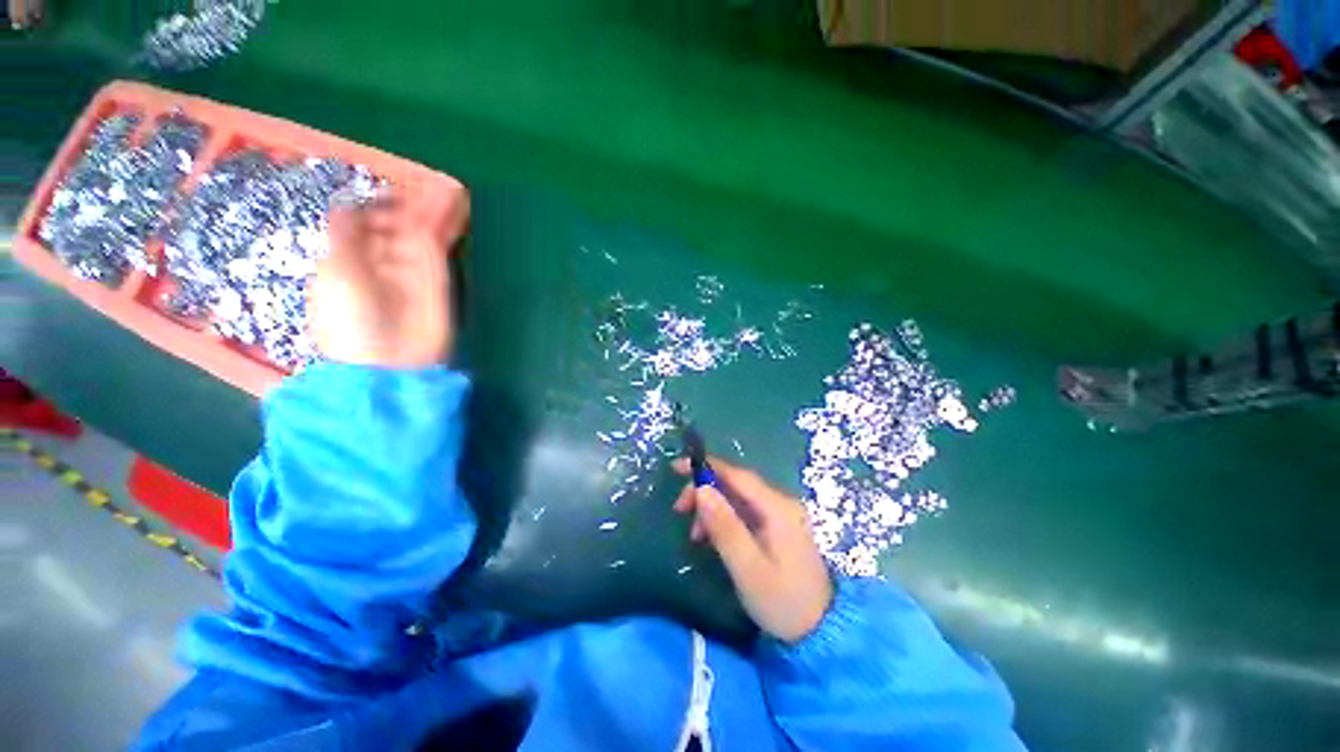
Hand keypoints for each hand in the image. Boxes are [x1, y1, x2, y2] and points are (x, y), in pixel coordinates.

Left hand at [308, 199, 452, 367]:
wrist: (388, 362)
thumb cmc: (348, 319)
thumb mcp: (335, 271)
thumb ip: (345, 234)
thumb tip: (350, 204)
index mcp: (351, 258)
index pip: (368, 222)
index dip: (381, 203)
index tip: (395, 187)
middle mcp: (384, 260)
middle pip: (400, 223)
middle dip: (414, 201)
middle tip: (432, 180)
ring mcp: (413, 269)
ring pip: (423, 230)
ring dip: (435, 208)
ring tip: (450, 185)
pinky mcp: (438, 279)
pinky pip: (440, 244)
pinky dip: (448, 225)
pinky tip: (456, 205)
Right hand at [674, 457, 833, 643]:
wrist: (820, 631)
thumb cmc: (782, 602)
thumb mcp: (747, 568)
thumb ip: (724, 527)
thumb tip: (701, 489)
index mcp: (778, 508)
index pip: (737, 475)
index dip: (706, 467)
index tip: (676, 467)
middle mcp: (781, 503)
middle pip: (735, 484)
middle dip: (705, 492)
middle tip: (679, 510)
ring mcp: (780, 514)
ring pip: (737, 498)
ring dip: (712, 509)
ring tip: (695, 535)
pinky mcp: (777, 527)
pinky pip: (744, 512)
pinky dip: (723, 519)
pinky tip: (712, 538)